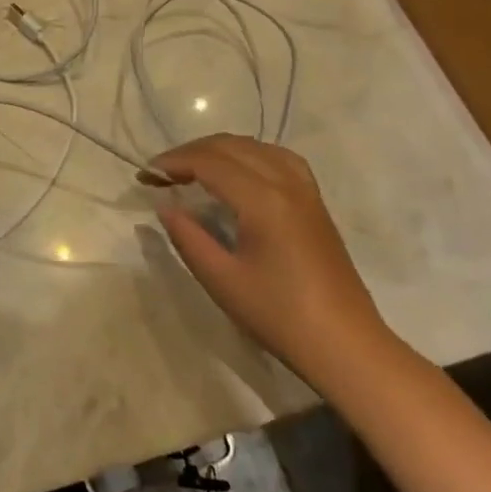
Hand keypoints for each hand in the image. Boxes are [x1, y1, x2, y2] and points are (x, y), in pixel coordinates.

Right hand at [147, 134, 394, 387]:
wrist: (345, 345)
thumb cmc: (279, 316)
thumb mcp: (222, 280)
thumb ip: (188, 236)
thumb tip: (165, 205)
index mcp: (263, 200)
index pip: (209, 162)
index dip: (173, 162)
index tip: (145, 176)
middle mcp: (286, 182)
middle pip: (230, 146)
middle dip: (190, 153)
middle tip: (160, 174)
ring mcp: (305, 189)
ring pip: (255, 146)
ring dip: (219, 150)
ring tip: (192, 170)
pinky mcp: (315, 201)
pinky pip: (278, 157)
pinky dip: (248, 154)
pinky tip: (237, 172)